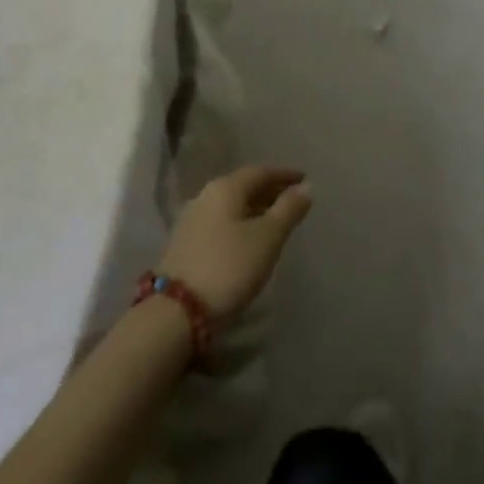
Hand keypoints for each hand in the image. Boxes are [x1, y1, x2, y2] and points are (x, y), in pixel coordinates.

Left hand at [158, 165, 313, 319]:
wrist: (176, 312)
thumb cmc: (229, 267)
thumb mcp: (268, 237)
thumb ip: (288, 209)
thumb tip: (306, 186)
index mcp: (226, 187)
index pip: (261, 172)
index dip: (284, 175)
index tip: (304, 179)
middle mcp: (205, 196)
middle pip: (243, 186)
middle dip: (269, 191)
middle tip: (292, 200)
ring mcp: (191, 220)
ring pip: (231, 206)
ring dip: (254, 209)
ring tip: (274, 221)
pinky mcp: (184, 244)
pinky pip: (220, 223)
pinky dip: (239, 224)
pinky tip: (248, 240)